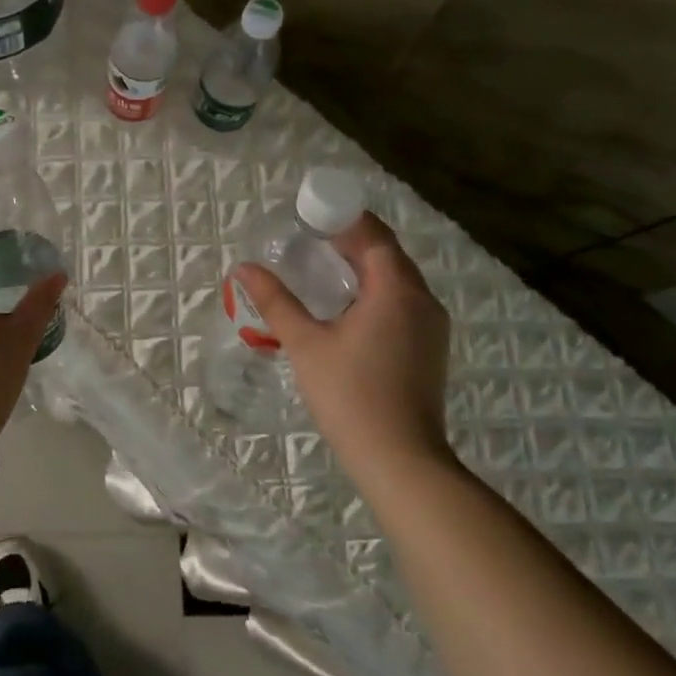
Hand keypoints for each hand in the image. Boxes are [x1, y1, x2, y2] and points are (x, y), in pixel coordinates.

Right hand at [236, 212, 454, 482]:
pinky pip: (403, 300)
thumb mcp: (305, 344)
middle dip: (352, 240)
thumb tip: (244, 267)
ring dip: (364, 266)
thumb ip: (276, 301)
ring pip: (397, 278)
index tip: (311, 215)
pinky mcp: (430, 347)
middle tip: (310, 238)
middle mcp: (422, 300)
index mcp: (395, 290)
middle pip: (388, 254)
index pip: (374, 235)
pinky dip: (376, 290)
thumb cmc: (350, 396)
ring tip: (324, 267)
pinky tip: (347, 306)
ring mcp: (431, 325)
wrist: (400, 460)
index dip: (344, 219)